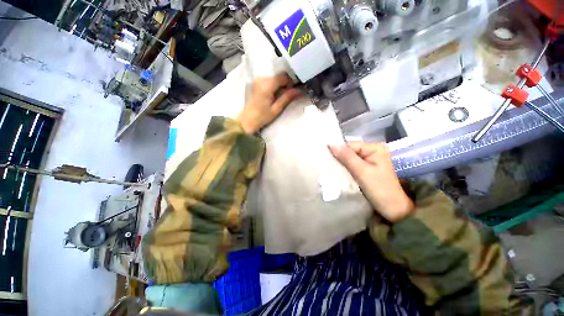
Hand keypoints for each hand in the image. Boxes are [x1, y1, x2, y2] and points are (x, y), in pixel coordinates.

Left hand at [237, 74, 300, 133]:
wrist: (247, 120)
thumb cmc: (262, 117)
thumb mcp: (276, 109)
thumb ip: (287, 98)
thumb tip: (299, 90)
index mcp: (266, 85)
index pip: (283, 77)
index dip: (291, 82)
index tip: (295, 90)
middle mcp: (261, 79)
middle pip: (278, 76)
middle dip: (286, 84)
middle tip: (290, 94)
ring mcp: (257, 80)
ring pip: (274, 78)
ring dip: (280, 85)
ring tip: (282, 95)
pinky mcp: (256, 83)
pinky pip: (269, 80)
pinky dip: (274, 85)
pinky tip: (275, 94)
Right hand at [328, 142, 414, 222]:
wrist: (394, 210)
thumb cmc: (380, 190)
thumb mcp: (362, 172)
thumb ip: (347, 157)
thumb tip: (331, 143)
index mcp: (375, 148)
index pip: (350, 145)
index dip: (338, 151)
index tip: (326, 159)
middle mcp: (373, 152)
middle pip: (349, 151)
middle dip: (339, 159)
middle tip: (327, 166)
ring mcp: (370, 161)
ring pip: (349, 159)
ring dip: (341, 165)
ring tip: (331, 170)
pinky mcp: (367, 170)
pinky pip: (352, 166)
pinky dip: (345, 170)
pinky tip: (339, 174)